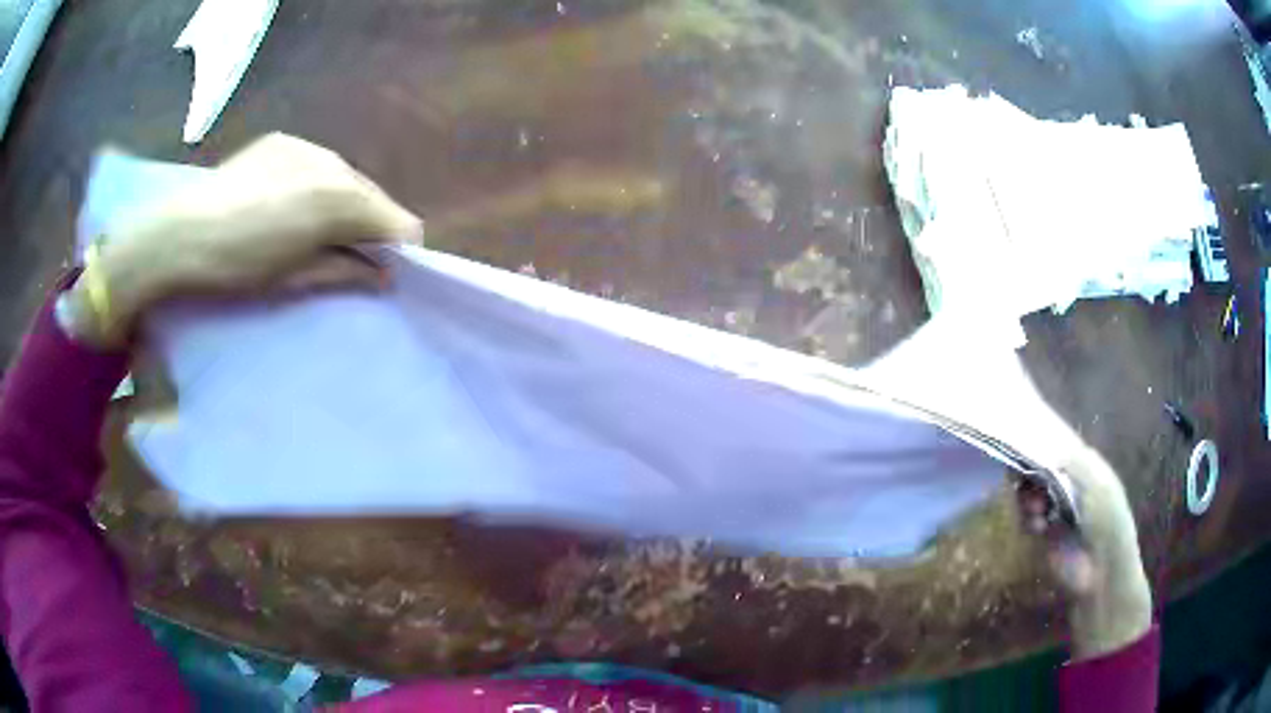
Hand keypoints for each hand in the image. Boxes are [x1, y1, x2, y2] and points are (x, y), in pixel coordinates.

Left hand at [64, 133, 422, 346]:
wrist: (176, 234)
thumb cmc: (234, 267)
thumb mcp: (291, 280)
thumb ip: (344, 272)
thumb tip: (383, 277)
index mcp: (339, 199)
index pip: (399, 222)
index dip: (397, 251)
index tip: (382, 273)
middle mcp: (333, 162)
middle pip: (374, 196)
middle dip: (369, 227)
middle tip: (345, 257)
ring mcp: (307, 146)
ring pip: (345, 178)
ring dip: (341, 205)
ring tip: (310, 231)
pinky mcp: (283, 141)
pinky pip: (317, 164)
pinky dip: (316, 186)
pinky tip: (287, 205)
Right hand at [1020, 444, 1153, 660]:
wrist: (1102, 568)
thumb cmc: (1107, 520)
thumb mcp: (1098, 483)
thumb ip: (1076, 461)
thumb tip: (1052, 453)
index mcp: (1089, 469)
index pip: (1063, 448)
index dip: (1046, 444)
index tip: (1028, 442)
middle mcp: (1072, 486)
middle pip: (1043, 469)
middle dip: (1033, 473)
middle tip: (1025, 479)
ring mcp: (1059, 510)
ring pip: (1033, 493)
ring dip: (1029, 497)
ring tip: (1035, 510)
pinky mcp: (1046, 534)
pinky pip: (1029, 519)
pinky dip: (1028, 519)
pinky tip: (1037, 526)